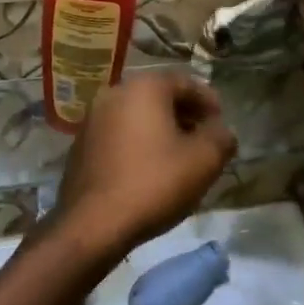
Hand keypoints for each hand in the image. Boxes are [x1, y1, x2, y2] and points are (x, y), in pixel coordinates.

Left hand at [54, 73, 236, 260]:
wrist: (93, 222)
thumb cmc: (154, 183)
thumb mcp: (203, 161)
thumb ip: (220, 138)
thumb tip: (222, 130)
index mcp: (144, 87)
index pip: (185, 82)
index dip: (208, 101)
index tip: (221, 123)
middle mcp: (115, 92)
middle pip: (159, 96)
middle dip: (185, 115)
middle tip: (204, 139)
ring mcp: (93, 117)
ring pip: (137, 114)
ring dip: (161, 129)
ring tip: (179, 156)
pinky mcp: (82, 142)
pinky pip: (119, 133)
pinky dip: (138, 142)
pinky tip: (149, 168)